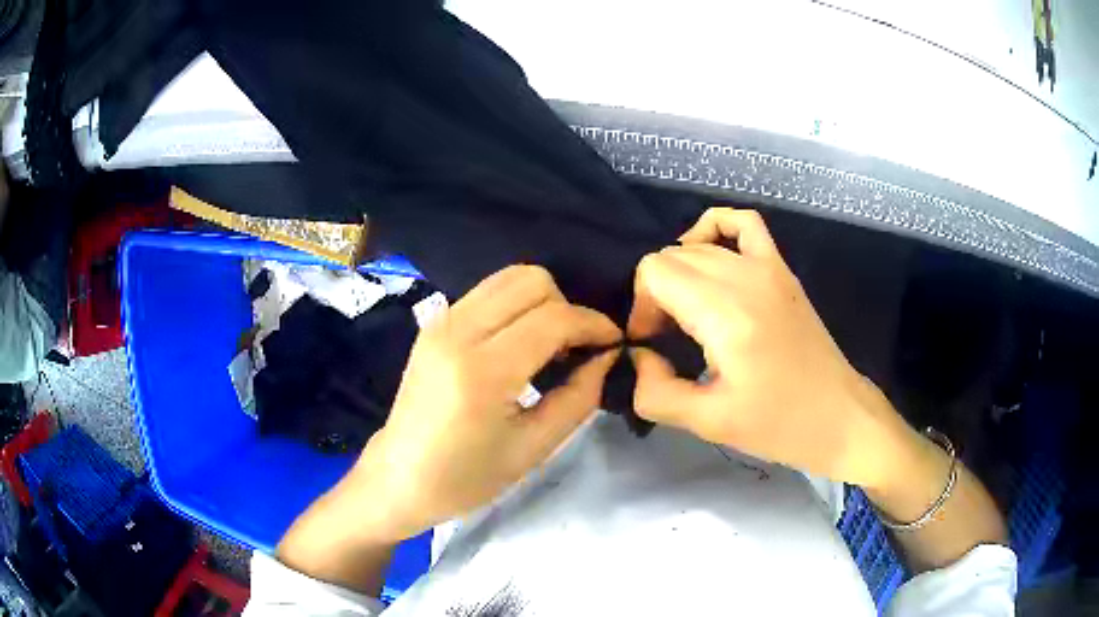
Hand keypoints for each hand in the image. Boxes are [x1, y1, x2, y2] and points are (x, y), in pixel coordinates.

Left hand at [347, 265, 620, 541]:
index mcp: (482, 371)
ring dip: (541, 302)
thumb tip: (606, 357)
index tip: (613, 343)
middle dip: (567, 307)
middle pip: (532, 280)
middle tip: (576, 348)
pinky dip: (515, 305)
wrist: (398, 478)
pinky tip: (519, 343)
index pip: (553, 318)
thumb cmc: (465, 478)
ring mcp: (441, 321)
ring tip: (550, 344)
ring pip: (509, 277)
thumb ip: (578, 397)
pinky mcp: (434, 322)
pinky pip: (488, 292)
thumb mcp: (532, 448)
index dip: (593, 324)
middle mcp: (458, 331)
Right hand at [629, 208, 905, 489]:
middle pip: (671, 256)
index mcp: (726, 313)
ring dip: (679, 273)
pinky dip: (716, 229)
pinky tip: (711, 256)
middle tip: (667, 339)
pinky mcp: (782, 269)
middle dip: (656, 295)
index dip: (641, 307)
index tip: (653, 346)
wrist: (838, 416)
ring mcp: (768, 266)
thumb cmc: (779, 425)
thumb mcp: (708, 423)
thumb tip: (638, 357)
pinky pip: (743, 222)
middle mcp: (745, 276)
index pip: (655, 272)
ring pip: (698, 244)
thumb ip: (656, 392)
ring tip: (687, 311)